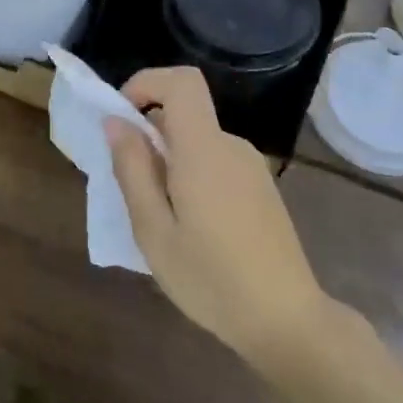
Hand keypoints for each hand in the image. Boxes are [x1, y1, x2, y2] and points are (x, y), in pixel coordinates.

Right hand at [105, 67, 329, 364]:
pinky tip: (191, 228)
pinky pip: (215, 162)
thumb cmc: (210, 279)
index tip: (121, 118)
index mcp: (204, 150)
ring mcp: (251, 167)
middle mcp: (231, 147)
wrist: (286, 321)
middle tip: (130, 190)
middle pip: (184, 114)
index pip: (182, 82)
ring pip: (197, 142)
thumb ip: (132, 170)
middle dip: (148, 136)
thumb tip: (116, 122)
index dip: (146, 83)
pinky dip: (191, 176)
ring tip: (160, 220)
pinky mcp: (261, 188)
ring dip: (168, 162)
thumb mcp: (153, 230)